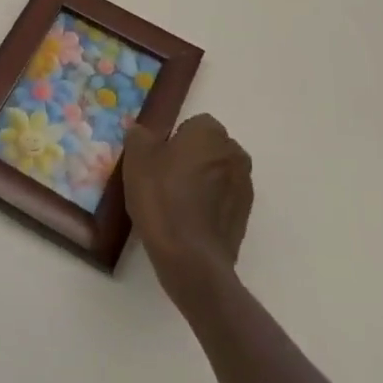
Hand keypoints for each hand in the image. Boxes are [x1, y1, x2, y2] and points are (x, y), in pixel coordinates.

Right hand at [123, 113, 252, 301]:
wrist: (190, 257)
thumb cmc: (162, 198)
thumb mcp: (137, 159)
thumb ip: (139, 135)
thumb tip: (142, 131)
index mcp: (210, 133)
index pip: (193, 124)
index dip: (173, 140)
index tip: (157, 160)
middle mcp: (234, 153)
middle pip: (208, 148)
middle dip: (191, 158)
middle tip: (164, 180)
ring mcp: (244, 185)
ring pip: (217, 173)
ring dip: (202, 182)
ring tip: (176, 204)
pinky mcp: (245, 215)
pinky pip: (223, 199)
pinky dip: (209, 205)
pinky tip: (188, 222)